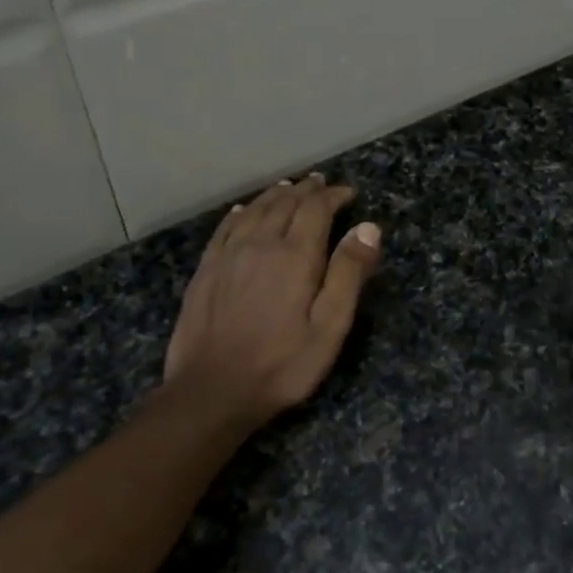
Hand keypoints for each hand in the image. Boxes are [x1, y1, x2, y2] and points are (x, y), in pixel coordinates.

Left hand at [162, 175, 380, 426]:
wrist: (212, 391)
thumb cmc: (282, 365)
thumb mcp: (330, 327)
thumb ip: (348, 274)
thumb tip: (367, 227)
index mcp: (294, 256)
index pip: (315, 209)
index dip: (332, 196)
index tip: (348, 192)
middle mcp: (259, 244)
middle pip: (284, 204)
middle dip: (305, 190)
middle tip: (320, 182)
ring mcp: (227, 256)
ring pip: (254, 211)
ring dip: (274, 195)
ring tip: (288, 187)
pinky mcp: (205, 271)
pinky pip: (225, 228)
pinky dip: (240, 213)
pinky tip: (244, 211)